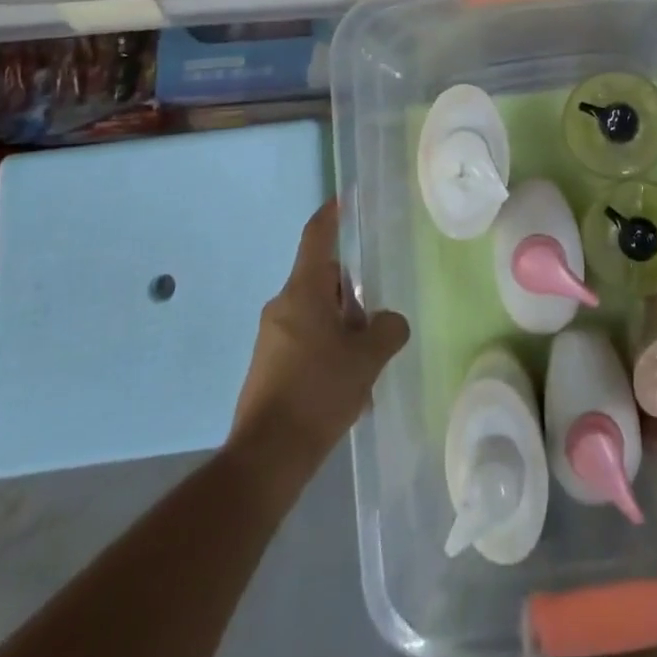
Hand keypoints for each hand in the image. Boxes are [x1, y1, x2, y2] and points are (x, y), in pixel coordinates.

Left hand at [231, 199, 409, 463]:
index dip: (332, 214)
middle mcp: (282, 307)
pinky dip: (328, 354)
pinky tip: (347, 390)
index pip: (317, 237)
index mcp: (303, 292)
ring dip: (343, 332)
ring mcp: (271, 338)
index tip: (344, 198)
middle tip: (375, 326)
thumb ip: (387, 330)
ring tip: (365, 369)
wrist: (266, 457)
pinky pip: (306, 344)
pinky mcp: (268, 367)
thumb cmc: (318, 392)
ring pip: (317, 316)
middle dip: (353, 298)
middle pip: (324, 282)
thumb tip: (389, 322)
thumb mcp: (367, 358)